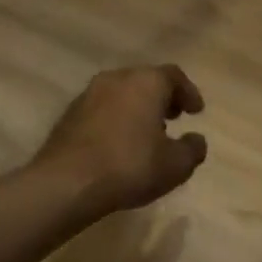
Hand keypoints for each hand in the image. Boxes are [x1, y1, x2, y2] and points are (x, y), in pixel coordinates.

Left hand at [35, 64, 207, 212]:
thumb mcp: (176, 165)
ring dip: (137, 109)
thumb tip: (196, 140)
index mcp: (146, 82)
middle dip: (162, 98)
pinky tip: (119, 145)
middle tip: (173, 118)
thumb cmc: (130, 166)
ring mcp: (88, 96)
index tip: (196, 112)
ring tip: (146, 134)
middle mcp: (117, 79)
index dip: (189, 93)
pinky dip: (115, 120)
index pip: (174, 76)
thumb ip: (193, 149)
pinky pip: (101, 111)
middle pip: (146, 81)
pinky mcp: (68, 116)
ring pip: (121, 94)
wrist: (64, 184)